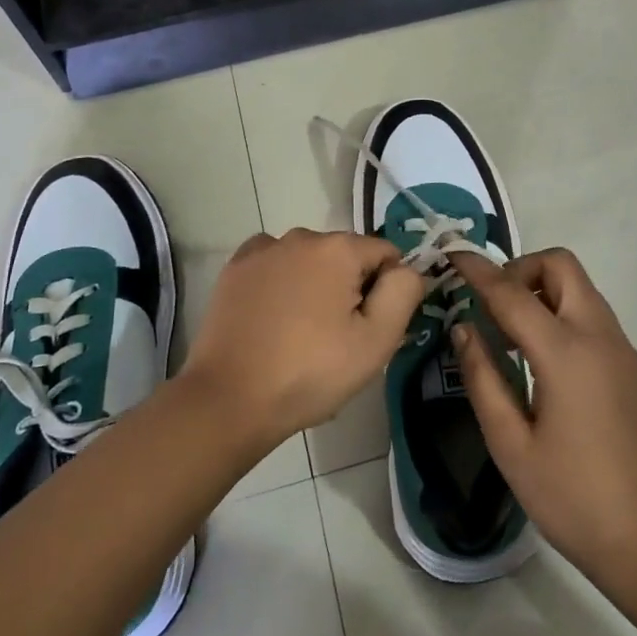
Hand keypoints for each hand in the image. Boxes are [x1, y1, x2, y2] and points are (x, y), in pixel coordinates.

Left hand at [182, 228, 425, 448]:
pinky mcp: (235, 269)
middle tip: (339, 339)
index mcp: (339, 248)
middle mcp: (301, 236)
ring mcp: (262, 250)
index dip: (387, 291)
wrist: (229, 399)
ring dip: (315, 285)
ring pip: (309, 260)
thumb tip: (407, 269)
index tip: (371, 329)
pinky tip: (274, 317)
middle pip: (346, 256)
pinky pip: (274, 265)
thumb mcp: (376, 341)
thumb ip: (403, 293)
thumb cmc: (310, 372)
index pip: (386, 255)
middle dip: (350, 288)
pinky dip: (281, 282)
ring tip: (302, 335)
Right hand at [451, 248, 636, 585]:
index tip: (452, 255)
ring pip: (580, 288)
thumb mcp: (511, 444)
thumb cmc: (573, 498)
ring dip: (542, 291)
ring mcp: (622, 350)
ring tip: (510, 337)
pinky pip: (592, 315)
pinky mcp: (632, 368)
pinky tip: (540, 361)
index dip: (478, 270)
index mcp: (566, 353)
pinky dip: (561, 313)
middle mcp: (599, 336)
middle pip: (561, 266)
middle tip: (491, 306)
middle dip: (520, 270)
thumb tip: (464, 328)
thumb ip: (482, 378)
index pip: (512, 292)